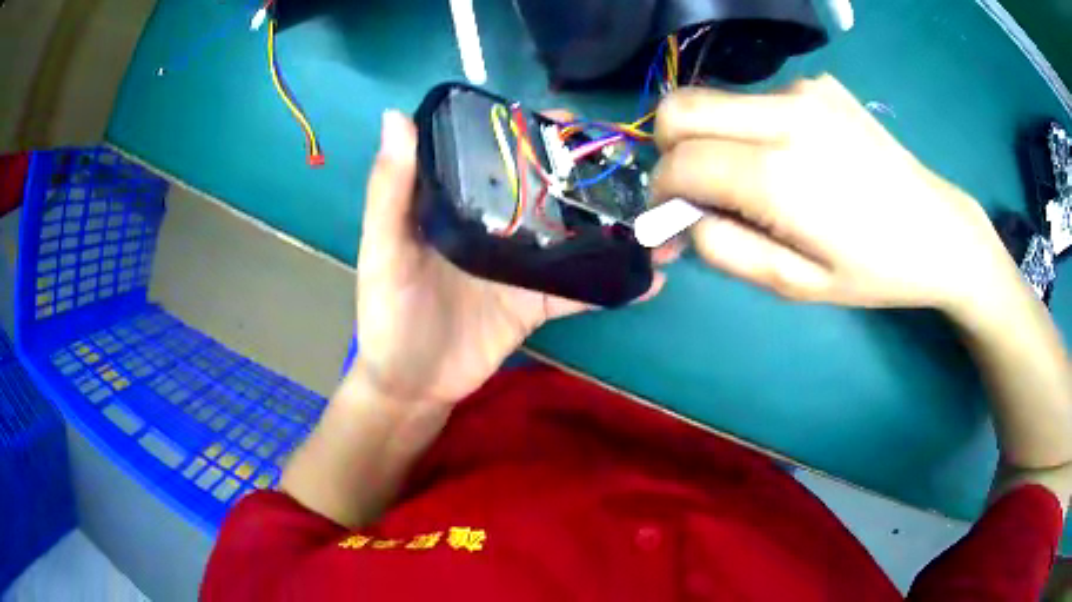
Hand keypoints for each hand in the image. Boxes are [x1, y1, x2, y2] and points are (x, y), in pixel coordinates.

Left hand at [353, 111, 665, 405]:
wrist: (411, 386)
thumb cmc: (388, 315)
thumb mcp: (383, 250)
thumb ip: (389, 189)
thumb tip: (395, 116)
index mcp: (458, 203)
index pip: (498, 153)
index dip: (530, 130)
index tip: (568, 118)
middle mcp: (495, 226)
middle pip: (546, 188)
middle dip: (586, 171)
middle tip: (630, 161)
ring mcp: (521, 266)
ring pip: (574, 235)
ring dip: (614, 225)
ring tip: (658, 213)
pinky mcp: (537, 304)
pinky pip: (581, 290)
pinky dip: (615, 284)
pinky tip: (652, 276)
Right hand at [652, 75, 1021, 314]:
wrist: (939, 230)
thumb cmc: (874, 270)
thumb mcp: (796, 285)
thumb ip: (725, 250)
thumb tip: (680, 219)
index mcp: (779, 173)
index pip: (678, 161)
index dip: (661, 192)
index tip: (675, 218)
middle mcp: (784, 113)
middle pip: (679, 107)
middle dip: (669, 149)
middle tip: (699, 189)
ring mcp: (803, 89)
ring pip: (716, 101)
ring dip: (717, 140)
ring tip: (762, 181)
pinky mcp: (818, 84)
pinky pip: (757, 100)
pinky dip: (754, 129)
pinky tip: (797, 158)